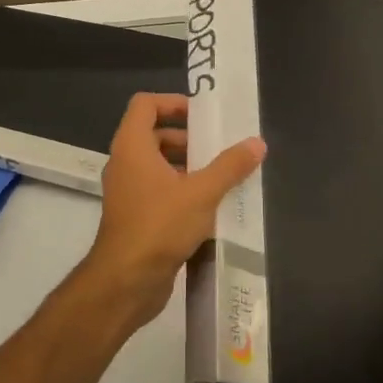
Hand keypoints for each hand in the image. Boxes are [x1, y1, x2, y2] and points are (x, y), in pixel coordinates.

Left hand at [76, 93, 264, 336]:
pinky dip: (180, 190)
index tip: (203, 116)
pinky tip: (210, 206)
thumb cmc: (159, 226)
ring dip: (187, 166)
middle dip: (188, 138)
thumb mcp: (201, 193)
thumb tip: (257, 143)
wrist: (126, 280)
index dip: (173, 102)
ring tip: (222, 177)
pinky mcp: (134, 216)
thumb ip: (230, 166)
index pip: (145, 104)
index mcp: (132, 146)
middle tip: (220, 148)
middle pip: (154, 134)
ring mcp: (127, 191)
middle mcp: (125, 163)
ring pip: (157, 165)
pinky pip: (158, 190)